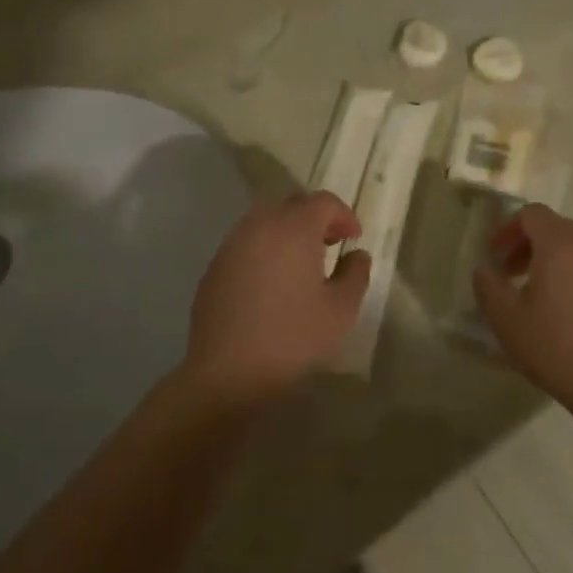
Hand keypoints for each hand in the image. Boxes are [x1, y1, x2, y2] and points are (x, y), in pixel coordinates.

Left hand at [182, 193, 371, 411]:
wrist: (228, 371)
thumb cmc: (292, 337)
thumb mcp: (340, 310)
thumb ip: (355, 274)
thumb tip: (357, 255)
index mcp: (294, 228)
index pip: (323, 202)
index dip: (344, 215)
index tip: (354, 238)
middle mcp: (260, 225)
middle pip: (293, 204)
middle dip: (315, 218)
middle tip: (331, 244)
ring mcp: (233, 244)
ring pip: (266, 221)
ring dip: (289, 231)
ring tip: (303, 263)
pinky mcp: (215, 265)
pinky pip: (247, 242)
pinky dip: (266, 248)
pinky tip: (273, 281)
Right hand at [472, 206, 572, 415]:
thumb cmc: (559, 349)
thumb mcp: (507, 321)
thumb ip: (488, 287)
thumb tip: (485, 270)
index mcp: (560, 244)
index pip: (531, 214)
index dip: (508, 229)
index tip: (496, 256)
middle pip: (557, 229)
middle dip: (530, 246)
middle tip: (513, 275)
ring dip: (557, 263)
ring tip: (544, 298)